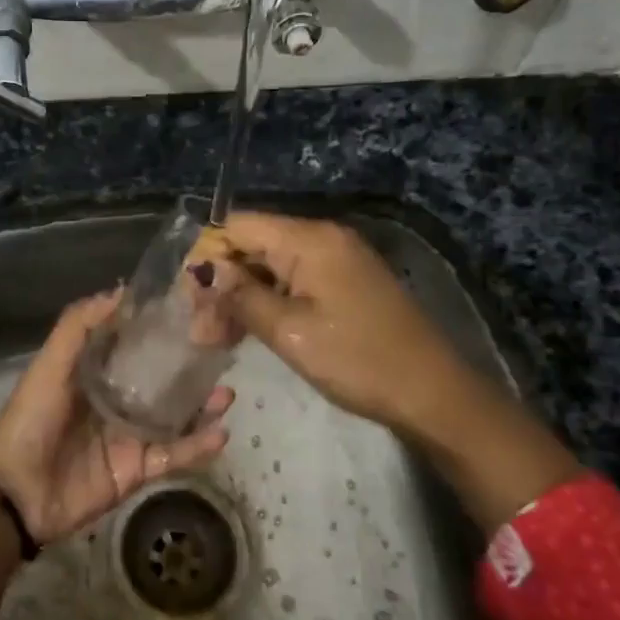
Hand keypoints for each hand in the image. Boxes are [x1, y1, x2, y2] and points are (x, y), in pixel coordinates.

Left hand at [0, 291, 231, 545]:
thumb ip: (80, 325)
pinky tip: (220, 433)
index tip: (192, 312)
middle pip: (162, 381)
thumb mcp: (51, 363)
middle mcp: (116, 400)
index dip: (160, 330)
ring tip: (226, 393)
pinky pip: (173, 455)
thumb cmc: (33, 418)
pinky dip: (197, 446)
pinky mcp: (137, 469)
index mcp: (95, 373)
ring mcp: (130, 436)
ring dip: (201, 406)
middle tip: (221, 354)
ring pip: (175, 417)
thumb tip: (122, 291)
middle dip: (190, 369)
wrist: (18, 491)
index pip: (134, 346)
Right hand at [203, 212, 581, 532]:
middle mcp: (321, 238)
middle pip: (252, 245)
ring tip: (215, 338)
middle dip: (221, 282)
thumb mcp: (291, 332)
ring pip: (270, 266)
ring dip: (241, 297)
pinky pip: (292, 281)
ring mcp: (335, 260)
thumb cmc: (359, 360)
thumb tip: (204, 274)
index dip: (206, 256)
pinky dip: (267, 302)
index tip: (186, 298)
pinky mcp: (343, 283)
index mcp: (309, 239)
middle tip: (198, 330)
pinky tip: (246, 331)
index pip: (238, 226)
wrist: (433, 393)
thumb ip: (242, 298)